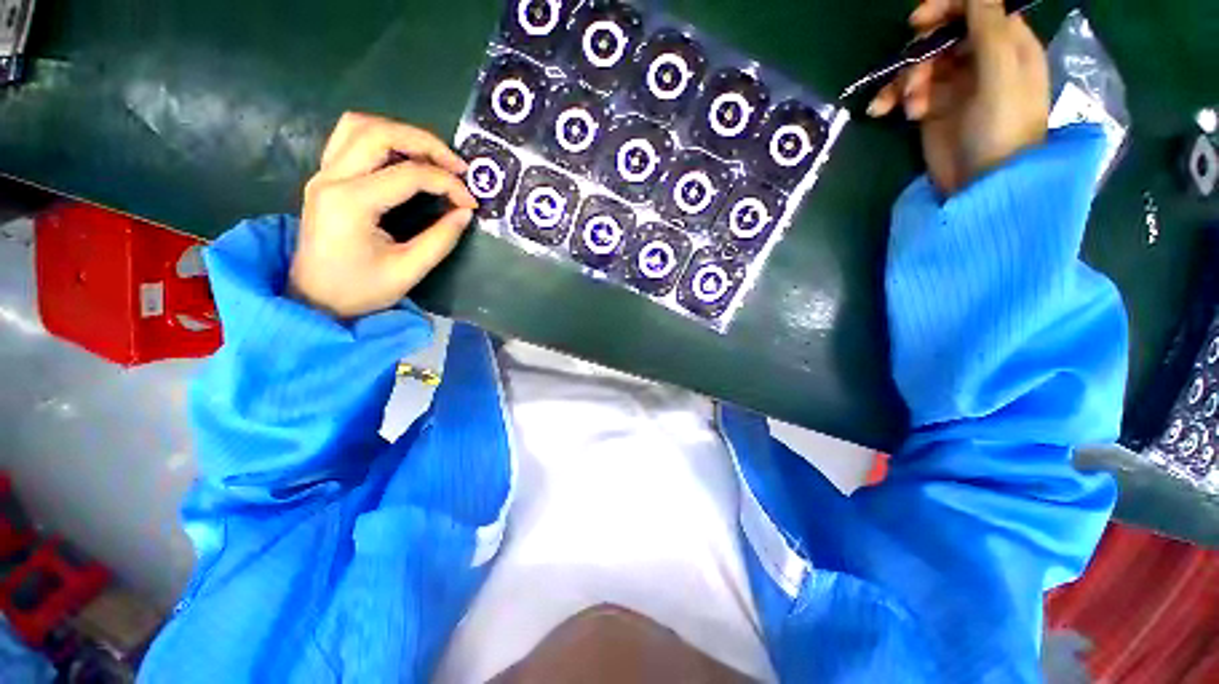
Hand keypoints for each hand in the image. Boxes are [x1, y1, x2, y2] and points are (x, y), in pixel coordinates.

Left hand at [288, 112, 478, 318]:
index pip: (408, 174)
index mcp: (351, 203)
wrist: (314, 299)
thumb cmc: (360, 290)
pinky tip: (404, 158)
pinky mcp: (325, 177)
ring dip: (401, 134)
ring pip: (360, 126)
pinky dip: (382, 139)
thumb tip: (465, 213)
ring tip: (433, 158)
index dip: (447, 183)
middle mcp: (331, 178)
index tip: (471, 202)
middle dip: (426, 143)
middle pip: (379, 133)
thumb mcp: (409, 271)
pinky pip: (349, 138)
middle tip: (457, 166)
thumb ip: (441, 239)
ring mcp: (323, 174)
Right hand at [867, 0, 1049, 194]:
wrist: (981, 184)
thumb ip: (989, 29)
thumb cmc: (1002, 129)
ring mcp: (954, 84)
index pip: (977, 8)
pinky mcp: (932, 107)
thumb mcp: (1001, 75)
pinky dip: (892, 98)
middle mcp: (980, 58)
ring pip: (920, 63)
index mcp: (1007, 44)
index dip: (947, 7)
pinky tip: (882, 111)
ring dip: (905, 81)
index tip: (918, 22)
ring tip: (907, 108)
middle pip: (943, 35)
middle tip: (913, 79)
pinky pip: (906, 90)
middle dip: (921, 54)